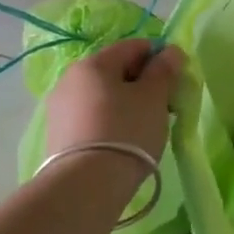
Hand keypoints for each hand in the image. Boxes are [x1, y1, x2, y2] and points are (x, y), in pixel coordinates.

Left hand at [45, 39, 184, 166]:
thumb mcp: (154, 97)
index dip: (159, 58)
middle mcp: (70, 79)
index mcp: (93, 63)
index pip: (133, 46)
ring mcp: (59, 108)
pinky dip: (110, 121)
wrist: (85, 187)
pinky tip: (123, 141)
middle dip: (142, 83)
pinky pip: (91, 117)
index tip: (175, 80)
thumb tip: (171, 51)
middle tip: (164, 106)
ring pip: (103, 95)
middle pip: (116, 71)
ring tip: (144, 127)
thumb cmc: (126, 131)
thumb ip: (164, 69)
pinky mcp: (58, 135)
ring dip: (126, 103)